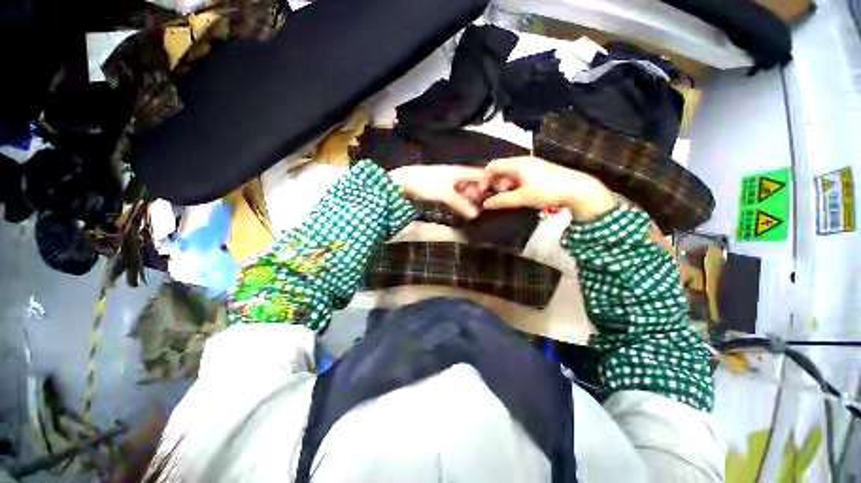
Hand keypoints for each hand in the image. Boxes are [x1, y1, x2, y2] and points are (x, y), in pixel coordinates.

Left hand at [389, 165, 487, 218]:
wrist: (402, 182)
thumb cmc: (425, 183)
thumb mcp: (445, 195)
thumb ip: (461, 204)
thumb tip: (475, 215)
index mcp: (460, 171)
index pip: (481, 174)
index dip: (489, 183)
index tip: (493, 196)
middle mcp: (456, 174)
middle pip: (473, 183)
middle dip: (478, 194)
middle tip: (481, 207)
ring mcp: (448, 181)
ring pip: (464, 189)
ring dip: (468, 199)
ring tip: (471, 210)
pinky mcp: (440, 188)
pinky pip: (455, 194)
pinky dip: (459, 201)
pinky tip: (460, 208)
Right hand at [482, 157, 617, 221]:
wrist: (577, 189)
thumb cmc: (547, 191)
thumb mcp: (522, 198)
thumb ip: (502, 200)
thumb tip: (486, 204)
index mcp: (517, 164)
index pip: (492, 166)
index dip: (484, 179)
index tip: (483, 192)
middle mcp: (523, 161)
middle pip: (501, 169)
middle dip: (494, 183)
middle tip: (496, 197)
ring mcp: (532, 165)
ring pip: (510, 173)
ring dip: (504, 185)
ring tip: (508, 197)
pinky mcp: (539, 170)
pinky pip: (519, 175)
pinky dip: (514, 184)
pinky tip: (519, 194)